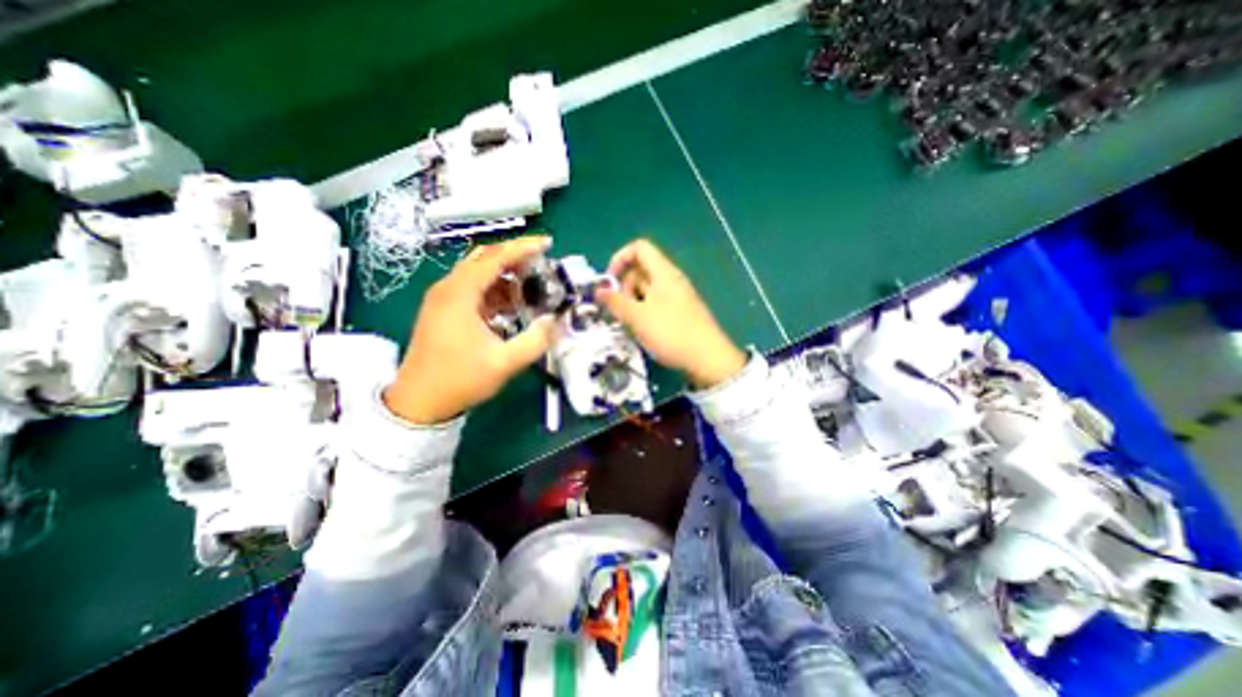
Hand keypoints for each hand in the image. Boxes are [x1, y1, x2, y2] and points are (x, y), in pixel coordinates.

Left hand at [386, 237, 558, 424]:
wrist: (419, 402)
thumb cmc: (459, 380)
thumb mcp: (504, 363)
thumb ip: (536, 341)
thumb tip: (557, 321)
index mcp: (459, 294)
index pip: (495, 258)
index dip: (523, 248)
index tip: (547, 244)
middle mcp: (448, 288)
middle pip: (484, 258)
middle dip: (515, 257)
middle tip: (542, 264)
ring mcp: (443, 298)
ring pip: (478, 273)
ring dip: (505, 275)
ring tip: (532, 285)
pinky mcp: (443, 310)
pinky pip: (473, 289)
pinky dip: (495, 290)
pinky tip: (511, 304)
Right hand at [594, 240, 741, 389]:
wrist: (708, 358)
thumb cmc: (671, 333)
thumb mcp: (637, 317)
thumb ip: (615, 302)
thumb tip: (598, 290)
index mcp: (663, 272)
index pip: (639, 248)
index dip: (620, 259)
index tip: (609, 282)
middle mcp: (671, 280)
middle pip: (641, 270)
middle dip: (624, 286)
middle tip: (619, 310)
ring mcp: (677, 296)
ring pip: (647, 289)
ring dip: (632, 302)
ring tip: (629, 323)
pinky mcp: (680, 312)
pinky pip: (656, 303)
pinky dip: (644, 311)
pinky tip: (642, 330)